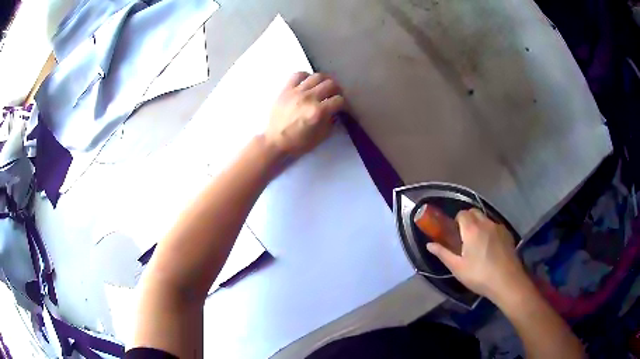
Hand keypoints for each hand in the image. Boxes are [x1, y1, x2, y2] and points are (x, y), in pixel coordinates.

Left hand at [266, 72, 345, 156]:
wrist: (274, 141)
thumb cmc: (298, 142)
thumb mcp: (320, 137)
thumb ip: (331, 122)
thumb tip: (335, 111)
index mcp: (318, 112)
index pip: (339, 100)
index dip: (344, 104)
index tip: (343, 107)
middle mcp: (309, 98)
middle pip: (331, 84)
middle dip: (337, 90)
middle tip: (335, 95)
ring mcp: (297, 91)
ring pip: (317, 76)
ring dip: (325, 80)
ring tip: (324, 86)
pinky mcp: (286, 89)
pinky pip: (298, 75)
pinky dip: (306, 76)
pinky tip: (308, 82)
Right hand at [426, 209, 527, 302]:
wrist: (507, 281)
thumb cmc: (479, 275)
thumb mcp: (457, 268)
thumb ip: (443, 253)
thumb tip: (429, 244)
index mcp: (472, 229)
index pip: (462, 213)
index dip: (456, 221)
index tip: (454, 234)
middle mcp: (486, 223)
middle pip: (474, 212)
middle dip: (467, 220)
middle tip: (464, 238)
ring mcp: (499, 227)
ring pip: (486, 219)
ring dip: (479, 225)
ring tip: (478, 244)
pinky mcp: (508, 234)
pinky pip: (495, 226)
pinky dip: (490, 231)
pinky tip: (491, 248)